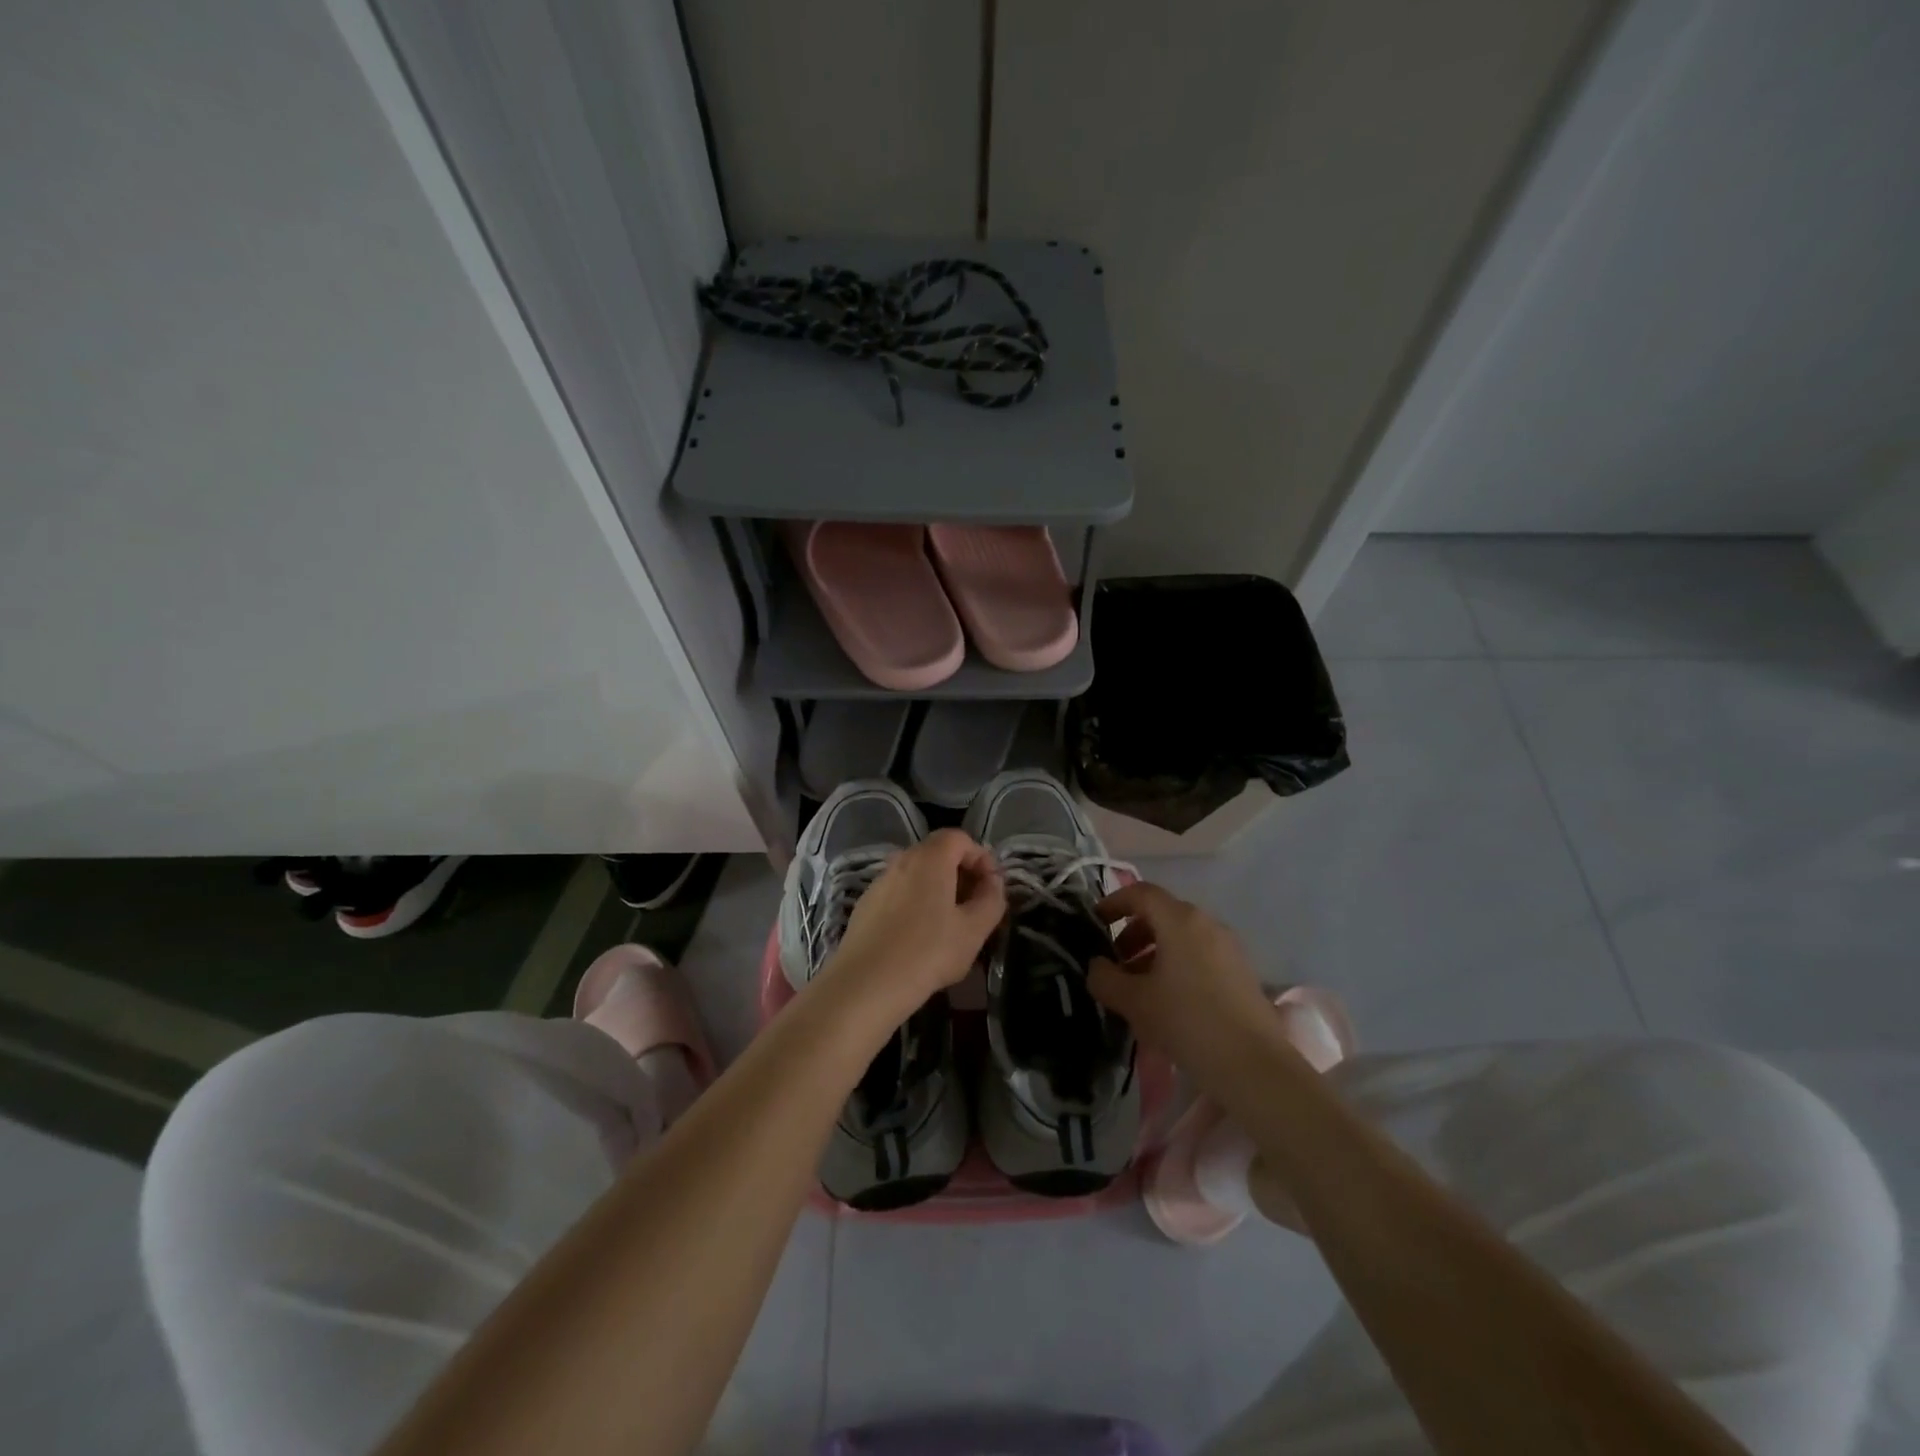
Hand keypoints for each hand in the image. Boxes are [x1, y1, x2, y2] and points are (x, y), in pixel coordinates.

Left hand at [821, 829, 1005, 1016]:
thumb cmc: (927, 953)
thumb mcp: (974, 930)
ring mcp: (879, 882)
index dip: (981, 857)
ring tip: (949, 923)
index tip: (991, 886)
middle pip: (937, 852)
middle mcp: (902, 860)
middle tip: (974, 905)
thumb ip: (991, 900)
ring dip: (937, 888)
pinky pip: (898, 891)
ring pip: (916, 873)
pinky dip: (915, 901)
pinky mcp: (865, 904)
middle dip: (961, 872)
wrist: (866, 983)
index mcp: (930, 859)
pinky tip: (919, 935)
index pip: (959, 838)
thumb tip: (993, 883)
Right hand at [1087, 881, 1280, 1087]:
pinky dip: (1177, 964)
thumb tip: (1097, 966)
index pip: (1141, 893)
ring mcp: (1229, 947)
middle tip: (1115, 962)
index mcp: (1180, 920)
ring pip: (1182, 936)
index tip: (1096, 922)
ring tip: (1139, 986)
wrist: (1253, 1066)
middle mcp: (1207, 924)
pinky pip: (1200, 954)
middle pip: (1162, 914)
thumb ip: (1105, 978)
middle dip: (1133, 932)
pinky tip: (1169, 1000)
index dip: (1114, 902)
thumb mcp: (1133, 1001)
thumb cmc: (1186, 1021)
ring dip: (1154, 951)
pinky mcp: (1242, 972)